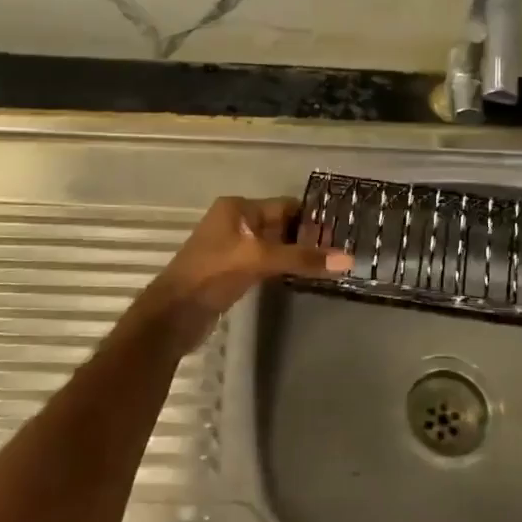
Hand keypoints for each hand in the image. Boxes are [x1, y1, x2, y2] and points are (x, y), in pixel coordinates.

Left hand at [133, 196, 351, 357]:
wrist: (173, 315)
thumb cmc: (213, 274)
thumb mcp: (260, 260)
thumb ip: (302, 258)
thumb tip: (348, 258)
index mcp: (237, 208)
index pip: (285, 206)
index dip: (312, 219)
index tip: (342, 232)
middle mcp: (235, 222)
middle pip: (280, 224)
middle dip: (307, 237)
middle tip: (340, 251)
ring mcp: (232, 248)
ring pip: (273, 245)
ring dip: (295, 254)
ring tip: (328, 265)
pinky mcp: (231, 271)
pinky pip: (264, 263)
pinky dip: (282, 267)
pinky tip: (301, 277)